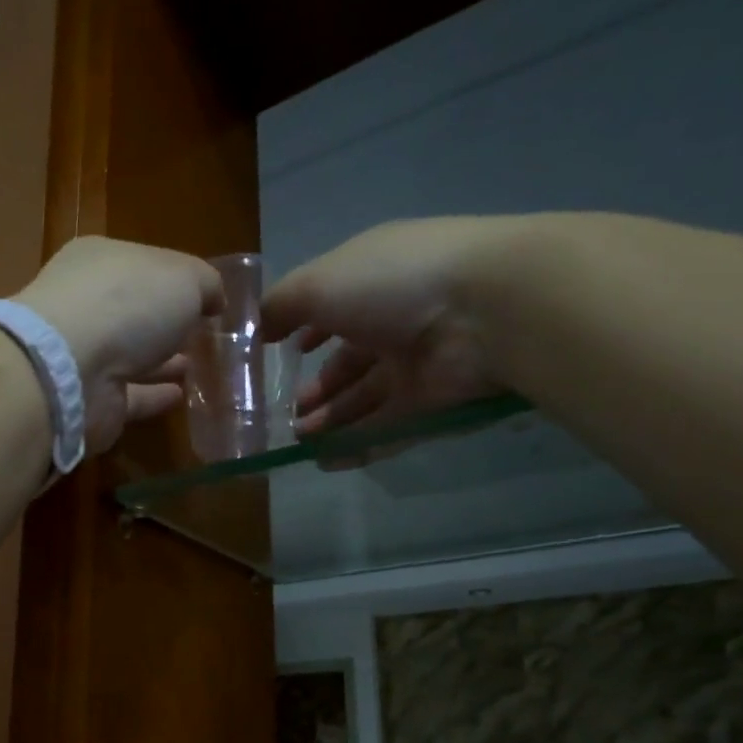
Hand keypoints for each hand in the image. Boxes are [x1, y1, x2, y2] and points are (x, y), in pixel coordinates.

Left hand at [16, 236, 222, 454]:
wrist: (70, 371)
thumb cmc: (127, 305)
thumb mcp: (184, 277)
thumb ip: (206, 284)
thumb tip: (215, 300)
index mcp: (101, 262)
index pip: (143, 265)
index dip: (176, 279)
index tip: (207, 298)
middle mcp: (87, 305)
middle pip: (134, 312)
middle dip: (166, 322)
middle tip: (202, 335)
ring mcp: (85, 355)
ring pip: (131, 356)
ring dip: (161, 360)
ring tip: (197, 365)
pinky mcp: (92, 399)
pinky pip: (130, 395)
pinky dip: (154, 395)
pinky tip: (181, 396)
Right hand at [261, 217, 523, 435]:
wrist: (483, 310)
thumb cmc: (392, 282)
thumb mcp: (319, 283)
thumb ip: (282, 306)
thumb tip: (258, 326)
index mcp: (371, 282)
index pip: (334, 308)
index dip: (306, 330)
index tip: (278, 352)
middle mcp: (394, 321)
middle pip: (349, 362)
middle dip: (317, 388)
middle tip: (288, 414)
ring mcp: (415, 364)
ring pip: (365, 399)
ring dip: (330, 419)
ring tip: (299, 439)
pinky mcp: (431, 403)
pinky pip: (386, 427)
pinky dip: (356, 444)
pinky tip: (326, 460)